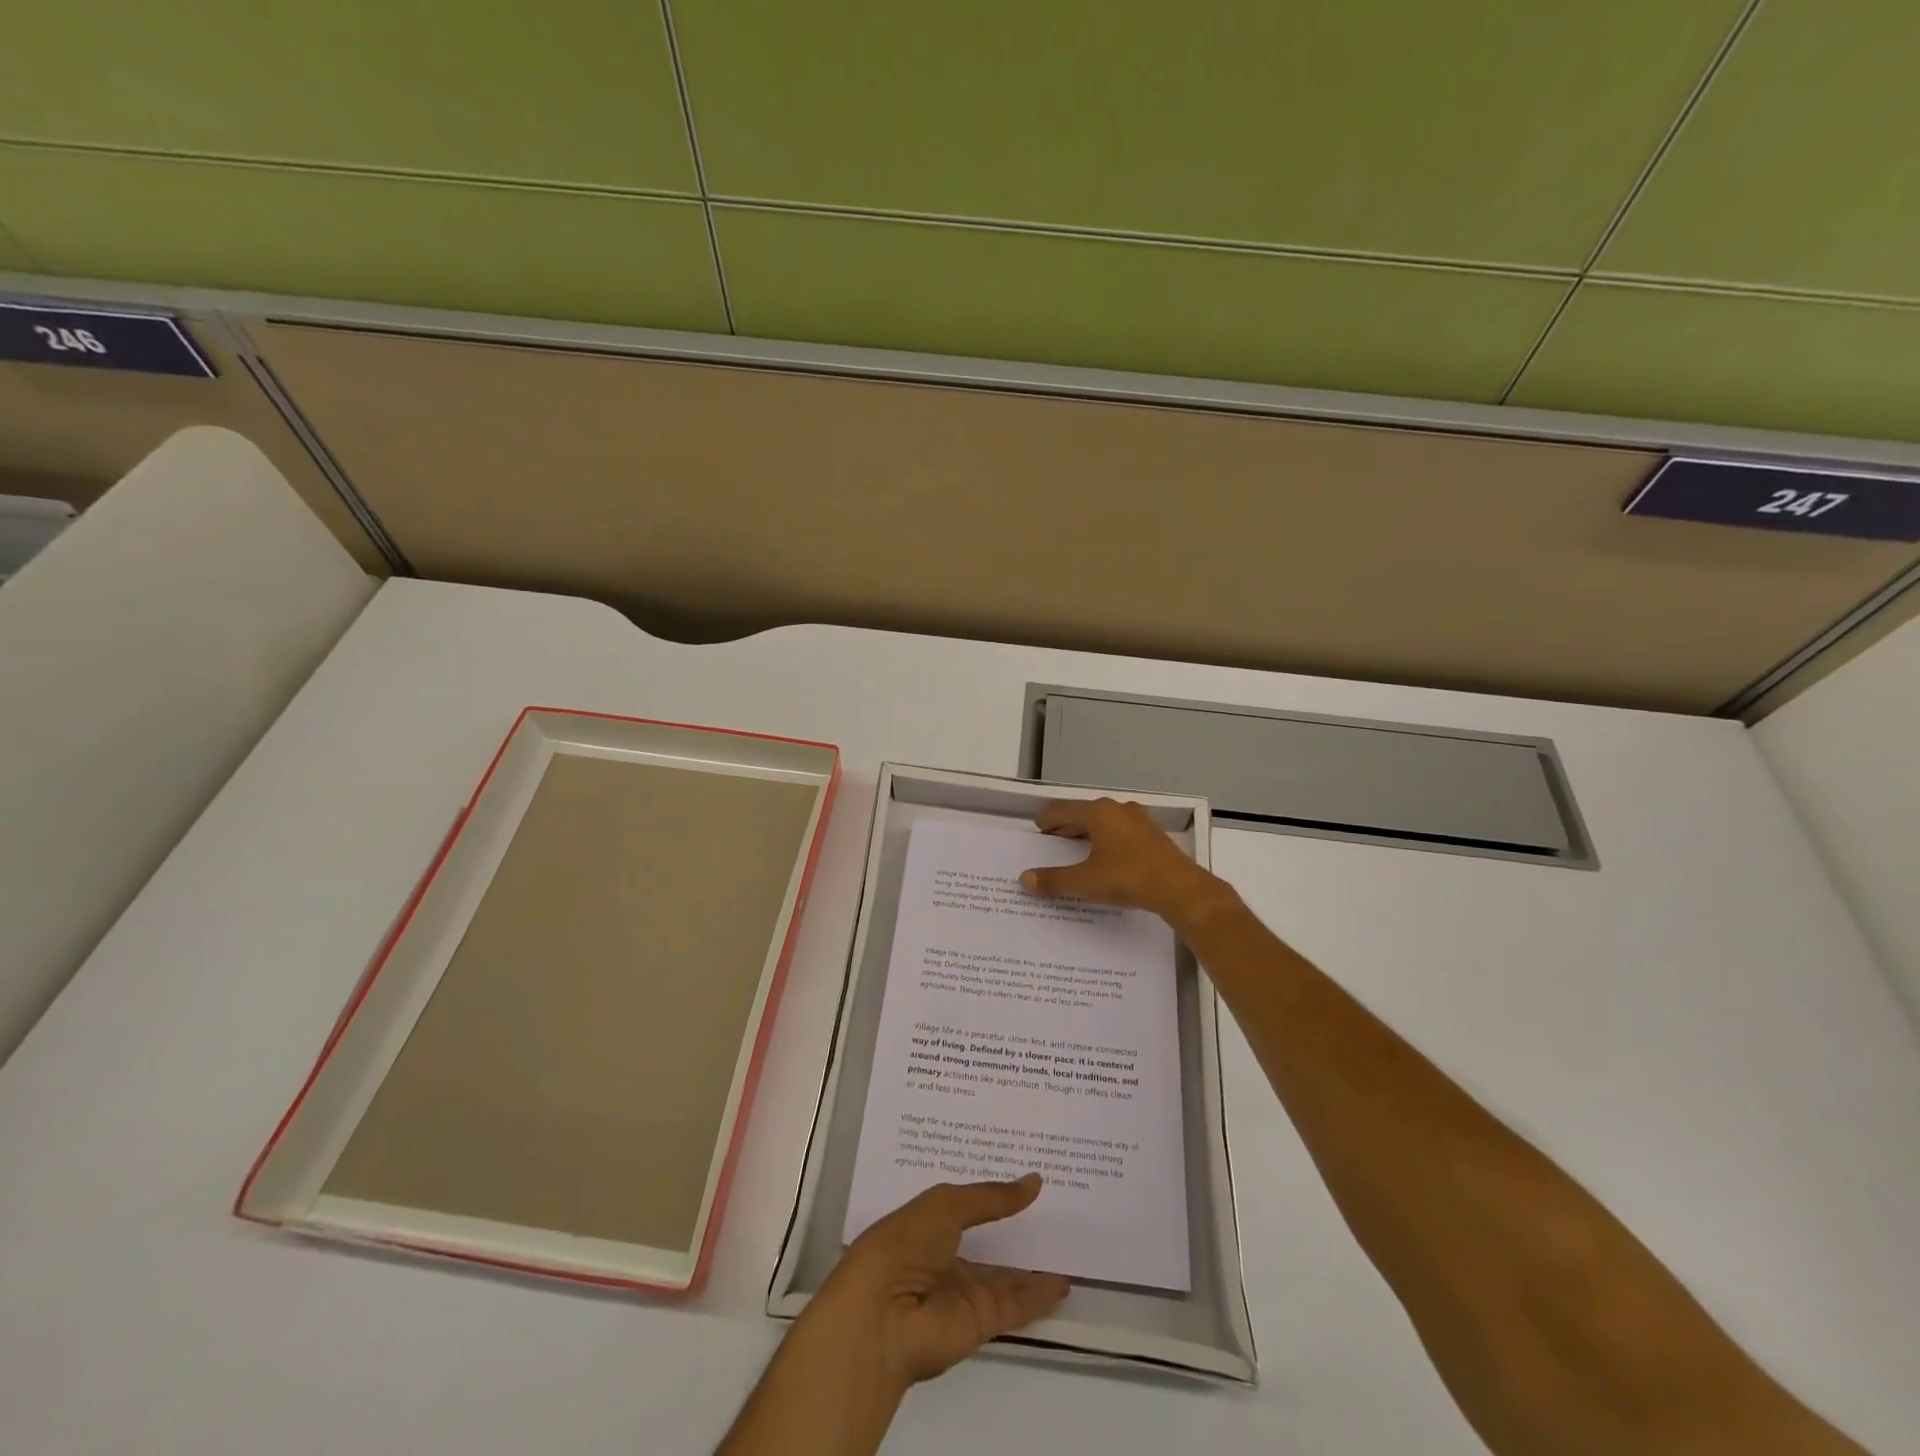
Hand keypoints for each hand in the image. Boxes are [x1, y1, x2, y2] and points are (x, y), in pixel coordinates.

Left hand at [719, 1178, 1067, 1455]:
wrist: (882, 1316)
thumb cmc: (904, 1244)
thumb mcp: (946, 1204)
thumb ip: (991, 1197)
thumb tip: (1035, 1181)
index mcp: (928, 1224)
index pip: (965, 1204)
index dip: (990, 1191)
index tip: (1021, 1173)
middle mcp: (946, 1256)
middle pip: (987, 1240)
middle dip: (1014, 1225)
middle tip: (1053, 1204)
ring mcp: (963, 1291)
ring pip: (1005, 1275)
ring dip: (1032, 1265)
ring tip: (1067, 1242)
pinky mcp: (980, 1321)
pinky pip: (1016, 1305)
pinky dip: (1038, 1296)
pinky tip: (1062, 1283)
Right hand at [1020, 798, 1226, 926]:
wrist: (1180, 889)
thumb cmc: (1128, 877)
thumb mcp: (1085, 882)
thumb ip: (1054, 880)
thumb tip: (1025, 879)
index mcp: (1098, 812)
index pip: (1063, 809)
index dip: (1047, 819)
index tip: (1038, 827)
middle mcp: (1118, 809)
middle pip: (1084, 813)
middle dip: (1066, 826)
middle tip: (1052, 840)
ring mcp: (1139, 821)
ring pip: (1105, 822)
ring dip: (1088, 833)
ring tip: (1076, 849)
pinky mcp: (1153, 836)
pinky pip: (1121, 832)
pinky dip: (1107, 840)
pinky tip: (1106, 857)